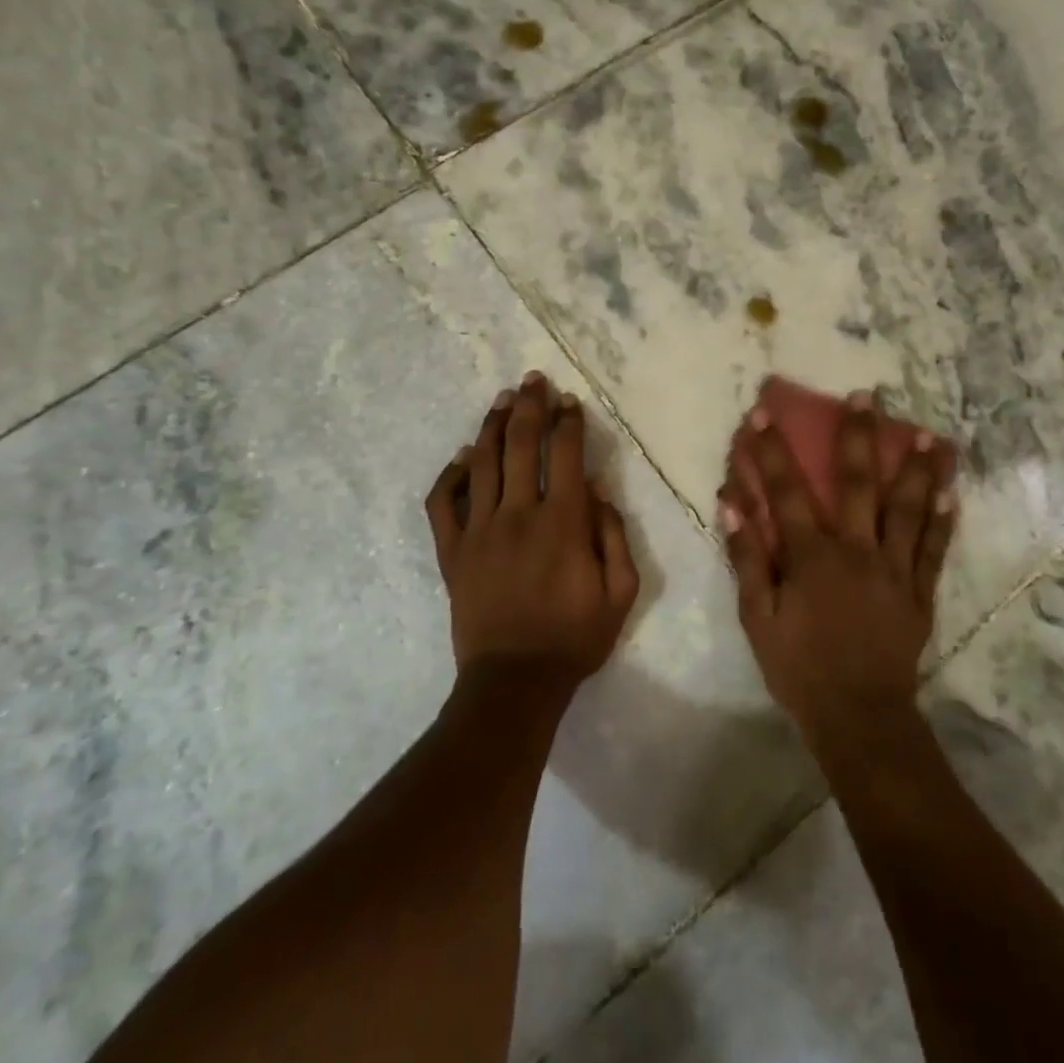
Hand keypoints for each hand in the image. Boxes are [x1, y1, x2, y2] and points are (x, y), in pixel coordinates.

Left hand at [425, 372, 640, 685]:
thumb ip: (613, 534)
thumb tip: (596, 489)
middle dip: (529, 406)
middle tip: (533, 381)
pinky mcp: (452, 551)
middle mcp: (518, 514)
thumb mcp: (621, 592)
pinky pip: (443, 503)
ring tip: (502, 400)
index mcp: (563, 522)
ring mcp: (479, 531)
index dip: (568, 422)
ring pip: (481, 462)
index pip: (566, 454)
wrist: (514, 681)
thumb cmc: (575, 638)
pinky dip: (451, 475)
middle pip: (520, 444)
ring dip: (492, 426)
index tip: (570, 402)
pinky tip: (463, 458)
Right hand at [719, 393, 955, 754]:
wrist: (858, 716)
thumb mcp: (757, 619)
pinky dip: (944, 521)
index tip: (764, 415)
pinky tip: (952, 494)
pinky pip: (934, 550)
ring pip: (908, 509)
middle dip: (859, 436)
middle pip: (858, 484)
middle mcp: (857, 550)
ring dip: (917, 469)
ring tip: (930, 435)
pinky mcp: (919, 592)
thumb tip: (731, 508)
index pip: (786, 492)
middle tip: (866, 396)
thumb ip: (746, 561)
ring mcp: (894, 569)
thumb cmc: (799, 668)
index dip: (771, 452)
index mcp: (812, 556)